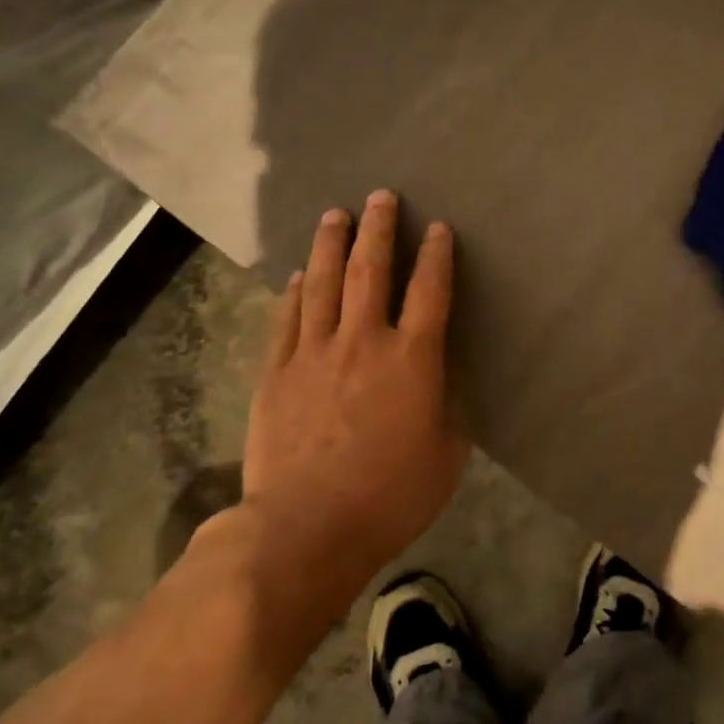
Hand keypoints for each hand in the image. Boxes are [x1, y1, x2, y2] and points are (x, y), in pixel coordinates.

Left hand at [236, 191, 466, 597]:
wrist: (306, 527)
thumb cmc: (391, 496)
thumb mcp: (447, 456)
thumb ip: (447, 410)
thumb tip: (440, 386)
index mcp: (412, 359)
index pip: (429, 291)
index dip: (436, 255)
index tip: (437, 227)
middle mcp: (363, 342)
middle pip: (370, 271)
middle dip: (378, 230)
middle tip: (379, 196)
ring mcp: (314, 354)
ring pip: (321, 284)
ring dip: (330, 245)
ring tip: (334, 215)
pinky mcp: (276, 373)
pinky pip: (287, 319)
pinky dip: (293, 292)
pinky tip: (296, 275)